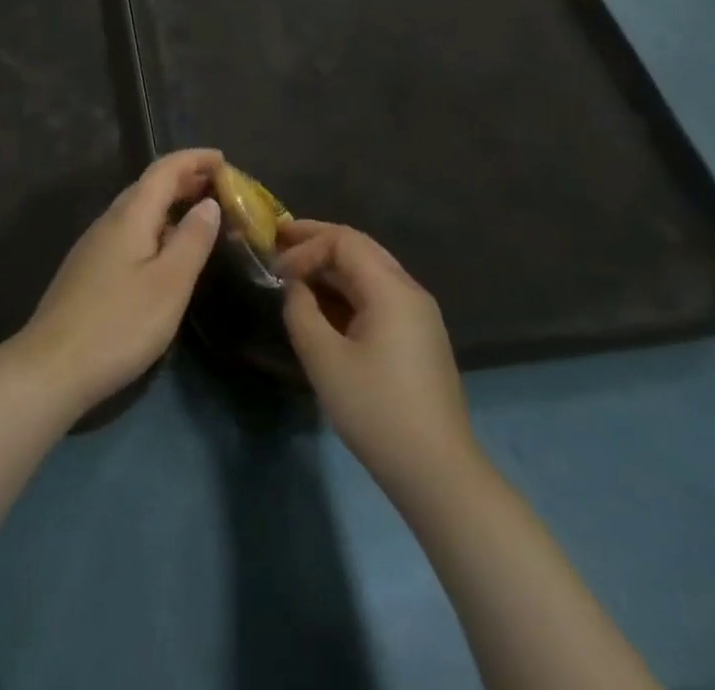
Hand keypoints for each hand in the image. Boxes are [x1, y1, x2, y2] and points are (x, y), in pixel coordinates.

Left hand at [9, 149, 222, 416]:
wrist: (52, 366)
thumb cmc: (119, 323)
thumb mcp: (169, 284)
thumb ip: (192, 240)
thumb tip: (208, 203)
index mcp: (130, 215)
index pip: (164, 169)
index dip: (194, 159)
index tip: (223, 160)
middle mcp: (109, 220)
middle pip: (149, 186)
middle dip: (185, 180)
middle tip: (220, 189)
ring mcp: (94, 245)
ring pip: (138, 210)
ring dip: (170, 205)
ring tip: (200, 219)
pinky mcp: (89, 269)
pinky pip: (129, 232)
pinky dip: (155, 228)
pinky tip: (165, 253)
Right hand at [276, 220, 478, 495]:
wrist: (438, 474)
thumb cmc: (377, 410)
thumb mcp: (324, 359)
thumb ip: (300, 311)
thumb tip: (294, 287)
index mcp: (391, 289)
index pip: (343, 241)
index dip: (305, 246)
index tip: (276, 271)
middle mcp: (410, 291)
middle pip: (359, 247)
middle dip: (317, 242)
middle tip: (279, 242)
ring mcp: (418, 315)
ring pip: (369, 271)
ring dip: (331, 266)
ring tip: (295, 271)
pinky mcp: (418, 338)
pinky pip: (378, 295)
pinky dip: (346, 290)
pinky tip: (323, 304)